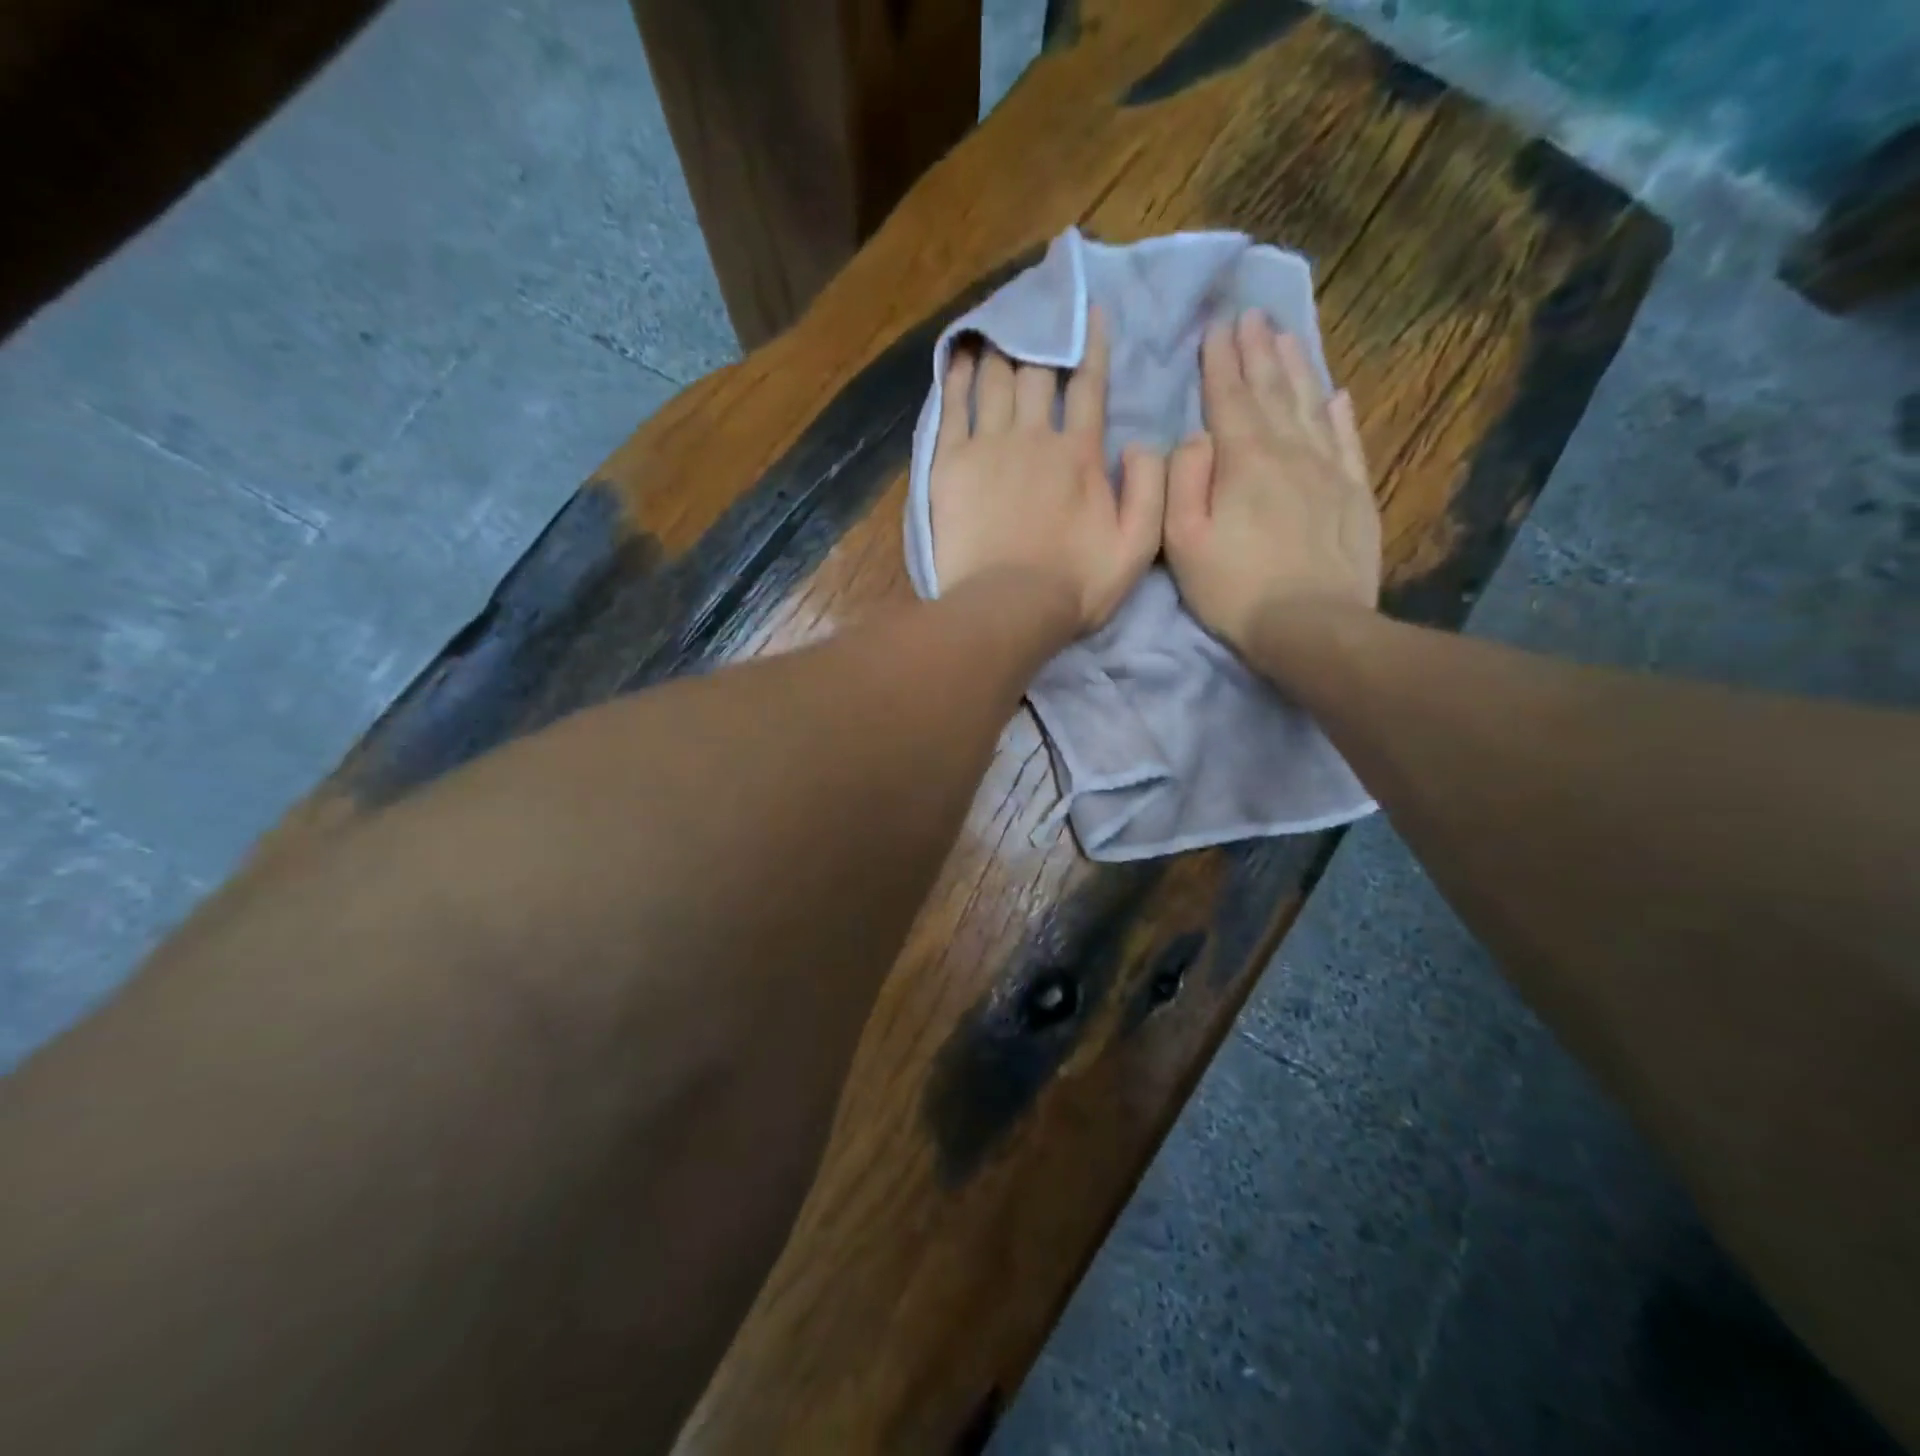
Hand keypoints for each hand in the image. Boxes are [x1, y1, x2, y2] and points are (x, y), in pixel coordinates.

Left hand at [930, 308, 1165, 635]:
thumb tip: (1142, 442)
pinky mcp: (951, 465)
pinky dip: (957, 378)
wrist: (1008, 608)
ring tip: (998, 325)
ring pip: (995, 381)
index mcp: (1080, 453)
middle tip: (1035, 311)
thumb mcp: (1137, 546)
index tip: (1087, 310)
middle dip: (1040, 338)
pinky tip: (959, 357)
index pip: (1089, 384)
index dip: (1090, 343)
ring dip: (1000, 349)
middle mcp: (1035, 436)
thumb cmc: (1075, 584)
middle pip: (1037, 373)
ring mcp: (989, 447)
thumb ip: (1150, 488)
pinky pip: (953, 408)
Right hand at [1162, 310, 1379, 653]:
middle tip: (1252, 315)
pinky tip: (1337, 395)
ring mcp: (1328, 470)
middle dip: (1259, 351)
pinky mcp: (1354, 495)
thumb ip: (1182, 480)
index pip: (1229, 398)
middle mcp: (1290, 451)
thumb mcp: (1182, 541)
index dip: (1220, 361)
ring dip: (1297, 368)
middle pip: (1272, 391)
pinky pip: (1348, 440)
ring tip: (1287, 336)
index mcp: (1244, 460)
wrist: (1310, 625)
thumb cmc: (1233, 588)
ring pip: (1311, 404)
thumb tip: (1194, 437)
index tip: (1217, 327)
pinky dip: (1340, 413)